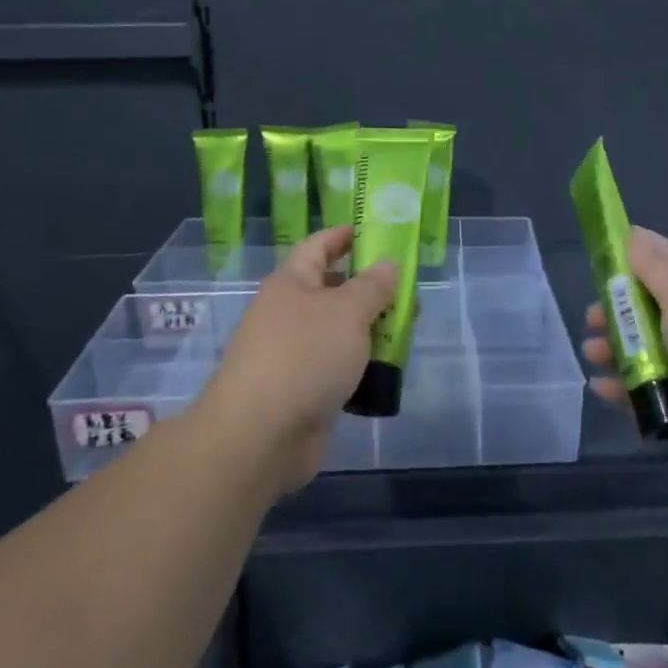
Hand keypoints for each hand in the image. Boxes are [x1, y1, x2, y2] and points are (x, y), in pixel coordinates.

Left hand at [199, 225, 395, 493]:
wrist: (259, 436)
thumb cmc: (304, 356)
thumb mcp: (347, 312)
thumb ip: (372, 286)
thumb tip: (387, 264)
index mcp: (291, 282)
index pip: (319, 245)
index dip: (345, 235)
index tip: (377, 231)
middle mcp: (288, 312)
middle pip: (333, 289)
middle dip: (369, 287)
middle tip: (407, 288)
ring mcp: (293, 353)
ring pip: (339, 330)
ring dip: (370, 328)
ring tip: (407, 329)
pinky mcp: (302, 390)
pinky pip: (338, 366)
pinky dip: (361, 364)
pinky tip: (388, 368)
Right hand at [582, 226, 667, 492]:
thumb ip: (654, 268)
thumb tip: (633, 234)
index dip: (634, 258)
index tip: (601, 258)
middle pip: (651, 311)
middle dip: (617, 311)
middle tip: (591, 318)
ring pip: (647, 354)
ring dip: (616, 350)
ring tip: (593, 353)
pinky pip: (651, 396)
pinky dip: (625, 392)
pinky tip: (603, 389)